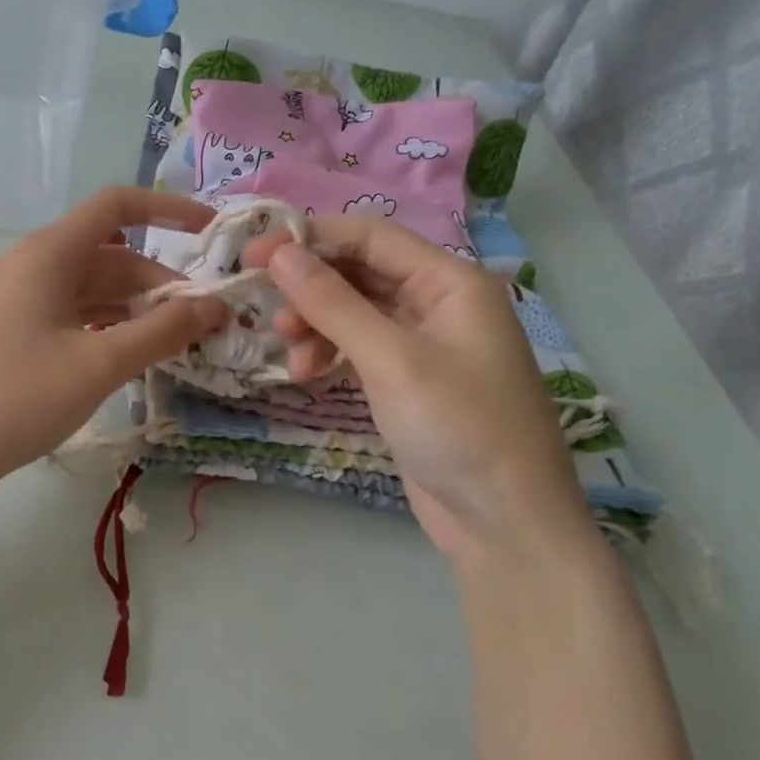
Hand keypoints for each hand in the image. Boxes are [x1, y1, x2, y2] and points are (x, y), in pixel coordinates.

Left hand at [0, 186, 229, 492]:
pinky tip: (134, 352)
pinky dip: (107, 324)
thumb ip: (162, 331)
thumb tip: (216, 306)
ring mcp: (20, 298)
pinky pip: (73, 311)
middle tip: (203, 321)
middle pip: (109, 255)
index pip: (116, 206)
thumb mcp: (100, 365)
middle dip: (157, 281)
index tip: (210, 233)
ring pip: (92, 287)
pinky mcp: (15, 328)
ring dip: (135, 307)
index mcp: (48, 254)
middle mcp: (32, 264)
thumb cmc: (20, 399)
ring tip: (177, 340)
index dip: (168, 209)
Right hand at [243, 217, 596, 567]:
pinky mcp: (408, 380)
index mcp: (450, 282)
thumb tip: (280, 254)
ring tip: (288, 353)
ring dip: (316, 324)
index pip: (371, 237)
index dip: (311, 238)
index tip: (255, 254)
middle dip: (311, 287)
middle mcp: (439, 302)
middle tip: (263, 307)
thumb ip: (333, 303)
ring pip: (354, 312)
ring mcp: (424, 343)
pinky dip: (329, 354)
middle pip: (360, 272)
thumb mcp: (391, 360)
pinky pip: (359, 348)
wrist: (504, 523)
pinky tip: (306, 374)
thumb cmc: (458, 428)